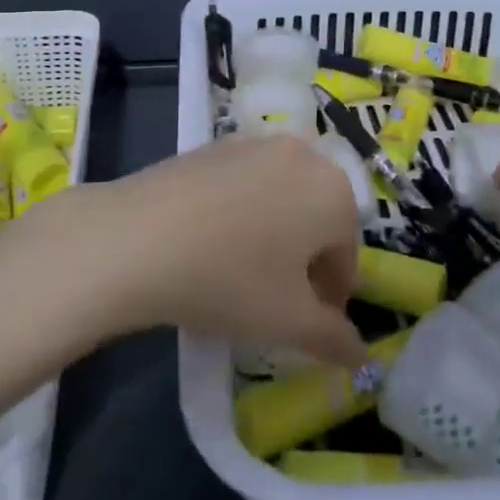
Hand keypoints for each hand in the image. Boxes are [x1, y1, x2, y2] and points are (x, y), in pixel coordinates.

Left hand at [85, 135, 367, 365]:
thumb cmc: (230, 279)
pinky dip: (241, 212)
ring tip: (241, 272)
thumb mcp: (288, 321)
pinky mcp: (215, 145)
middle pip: (317, 219)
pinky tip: (210, 243)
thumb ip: (334, 338)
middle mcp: (304, 156)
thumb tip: (361, 355)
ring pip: (282, 198)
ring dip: (274, 234)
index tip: (309, 328)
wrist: (138, 237)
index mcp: (335, 193)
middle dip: (304, 262)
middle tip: (276, 302)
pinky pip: (244, 184)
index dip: (331, 299)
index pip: (346, 256)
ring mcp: (256, 144)